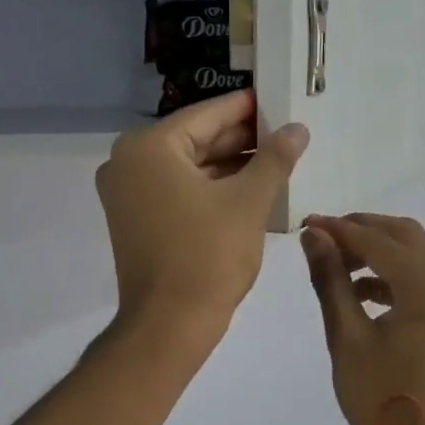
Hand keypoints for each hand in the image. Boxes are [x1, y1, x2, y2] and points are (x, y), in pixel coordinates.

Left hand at [97, 91, 308, 344]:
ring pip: (189, 168)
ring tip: (276, 162)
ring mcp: (127, 194)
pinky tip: (250, 190)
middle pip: (195, 140)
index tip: (280, 100)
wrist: (169, 324)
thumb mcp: (248, 202)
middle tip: (285, 134)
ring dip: (230, 166)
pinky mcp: (135, 221)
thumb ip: (274, 159)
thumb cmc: (208, 257)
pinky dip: (211, 189)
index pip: (207, 115)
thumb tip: (297, 128)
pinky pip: (178, 191)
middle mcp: (128, 163)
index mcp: (148, 148)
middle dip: (241, 140)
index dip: (247, 108)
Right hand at [300, 214, 424, 424]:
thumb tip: (314, 237)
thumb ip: (330, 280)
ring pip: (417, 253)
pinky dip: (395, 274)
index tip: (306, 225)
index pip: (378, 240)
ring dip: (379, 250)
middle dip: (362, 231)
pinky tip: (362, 291)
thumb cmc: (379, 395)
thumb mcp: (346, 337)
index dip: (339, 229)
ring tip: (337, 267)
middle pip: (405, 235)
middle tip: (323, 240)